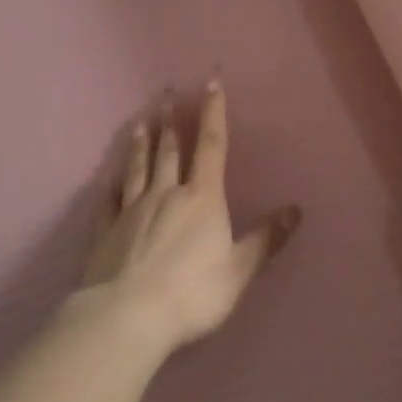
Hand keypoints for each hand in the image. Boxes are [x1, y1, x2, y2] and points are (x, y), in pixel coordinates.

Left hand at [79, 81, 300, 353]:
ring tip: (140, 123)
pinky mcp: (105, 234)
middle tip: (166, 93)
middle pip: (169, 150)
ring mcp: (131, 212)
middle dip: (172, 121)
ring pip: (137, 169)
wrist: (126, 318)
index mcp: (202, 197)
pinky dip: (110, 187)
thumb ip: (266, 239)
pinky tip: (108, 179)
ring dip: (141, 144)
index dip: (212, 112)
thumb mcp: (239, 269)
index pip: (211, 145)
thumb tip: (296, 210)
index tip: (210, 82)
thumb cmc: (192, 292)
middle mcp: (166, 194)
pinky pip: (108, 202)